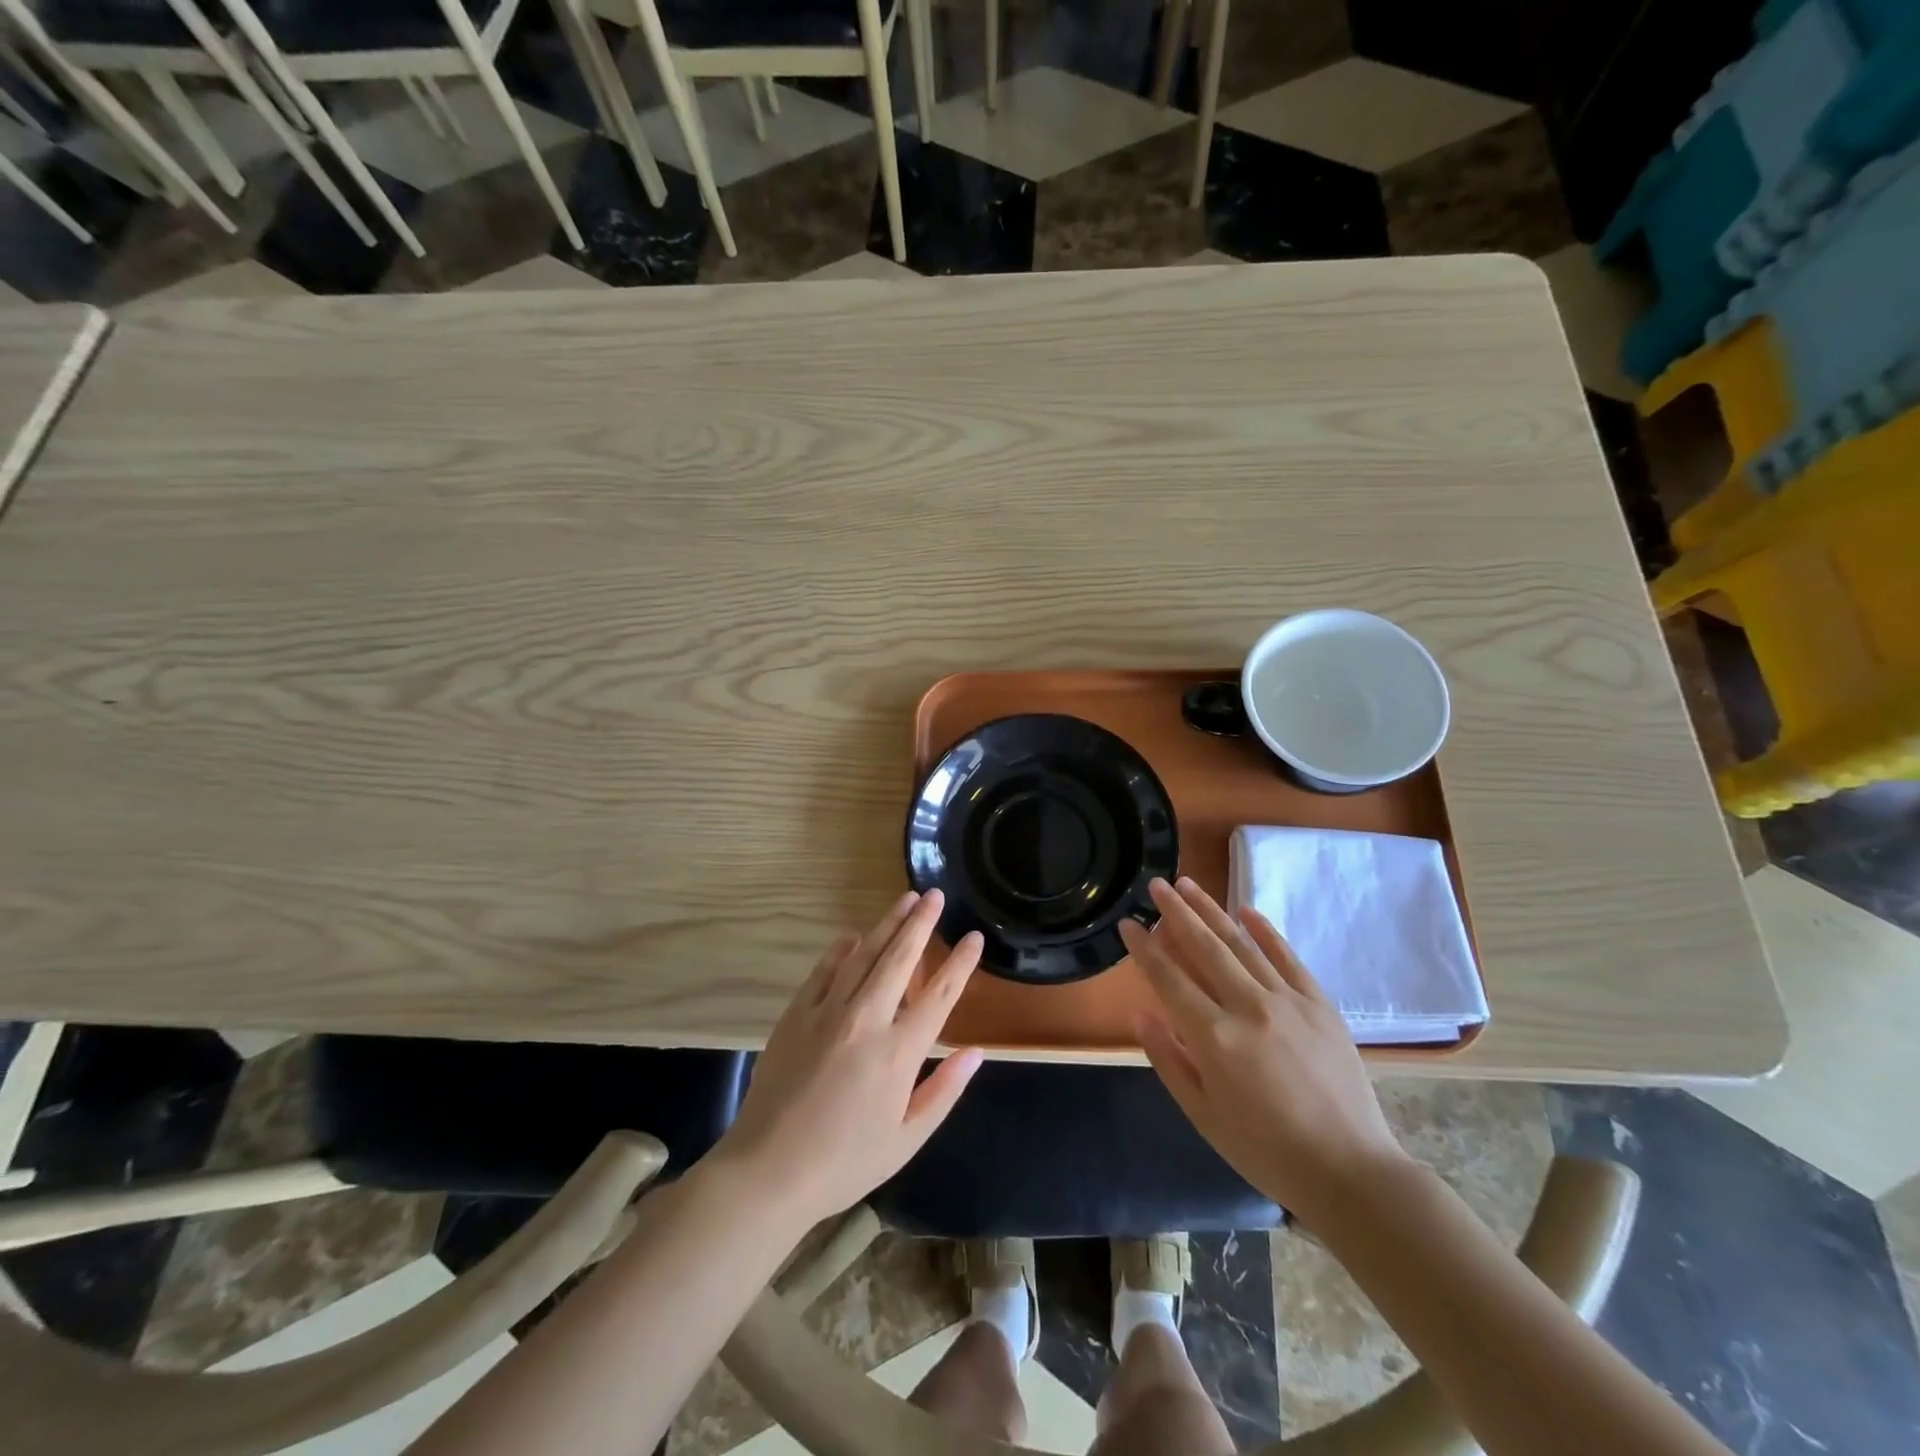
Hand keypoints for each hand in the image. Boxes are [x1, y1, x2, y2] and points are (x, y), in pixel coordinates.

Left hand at [711, 889, 984, 1228]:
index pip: (939, 995)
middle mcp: (867, 1020)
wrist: (768, 1170)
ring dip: (887, 924)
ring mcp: (827, 1012)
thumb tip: (976, 1052)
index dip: (960, 963)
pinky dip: (841, 949)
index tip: (973, 937)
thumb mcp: (906, 1139)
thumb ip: (944, 1091)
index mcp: (899, 1052)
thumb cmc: (844, 1162)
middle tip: (935, 894)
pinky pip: (824, 970)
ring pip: (864, 955)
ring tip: (905, 900)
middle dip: (921, 923)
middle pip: (900, 958)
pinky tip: (853, 935)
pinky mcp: (796, 1014)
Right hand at [1120, 877, 1411, 1229]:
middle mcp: (1248, 1007)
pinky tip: (1245, 909)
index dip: (1145, 949)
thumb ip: (1167, 1058)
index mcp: (1214, 1038)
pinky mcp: (1320, 1004)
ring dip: (1212, 910)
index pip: (1169, 979)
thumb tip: (1140, 1012)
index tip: (1128, 923)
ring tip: (1188, 883)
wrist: (1349, 1171)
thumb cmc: (1265, 1150)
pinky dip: (1265, 930)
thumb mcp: (1202, 1114)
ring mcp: (1288, 1001)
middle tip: (1156, 884)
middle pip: (1204, 947)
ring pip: (1241, 943)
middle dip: (1175, 912)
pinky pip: (1287, 956)